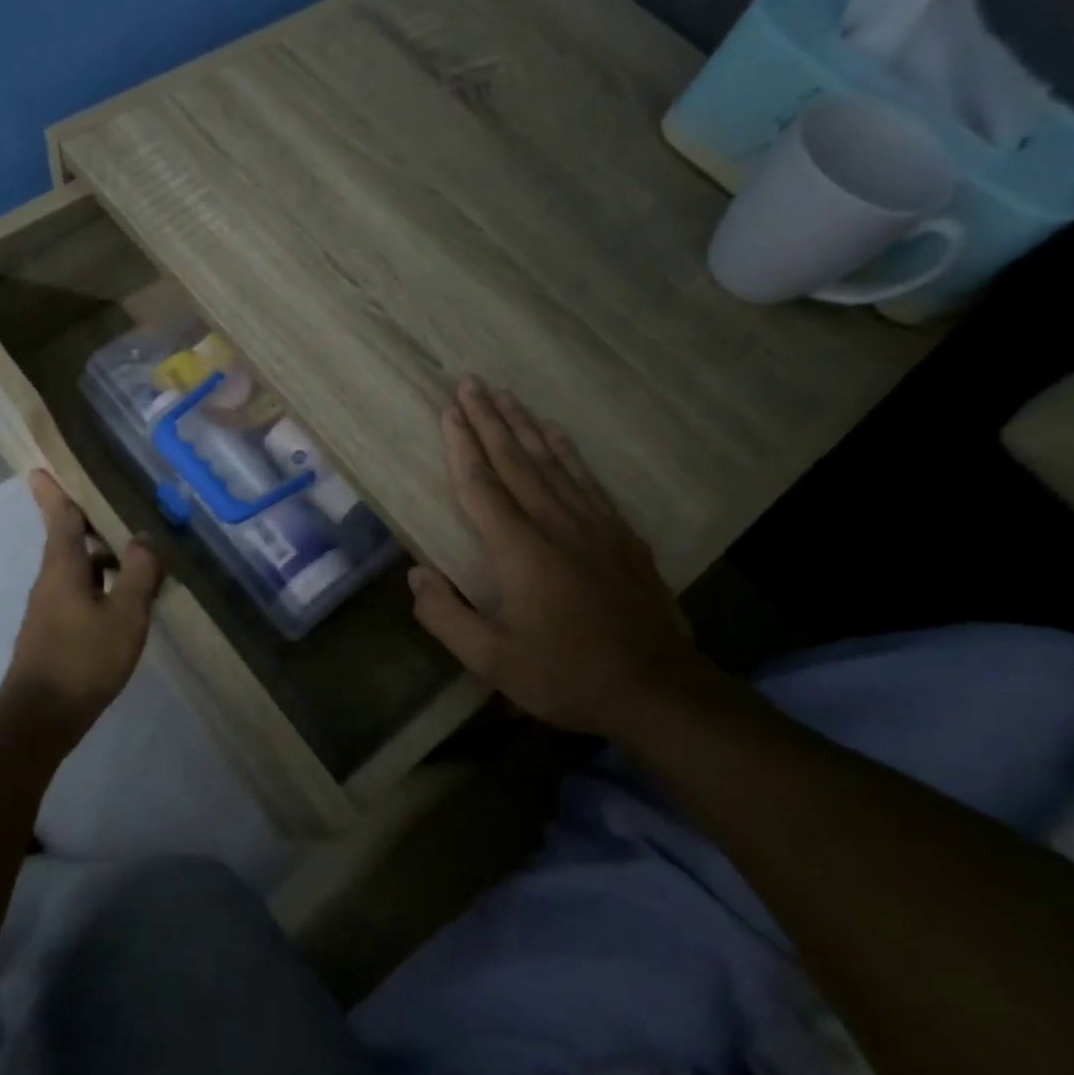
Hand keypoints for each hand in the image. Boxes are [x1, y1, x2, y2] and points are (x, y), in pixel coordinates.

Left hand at [0, 470, 163, 736]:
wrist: (41, 717)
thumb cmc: (83, 659)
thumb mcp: (124, 614)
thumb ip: (138, 573)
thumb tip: (144, 537)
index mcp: (63, 566)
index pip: (59, 516)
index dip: (53, 491)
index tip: (41, 467)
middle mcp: (51, 579)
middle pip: (69, 539)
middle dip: (92, 522)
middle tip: (123, 508)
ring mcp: (50, 607)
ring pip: (78, 568)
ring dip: (103, 557)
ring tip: (139, 556)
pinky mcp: (55, 630)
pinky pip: (80, 592)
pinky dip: (102, 584)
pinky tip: (127, 600)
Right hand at [408, 379, 706, 737]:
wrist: (657, 691)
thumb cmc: (565, 675)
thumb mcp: (491, 661)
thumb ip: (445, 617)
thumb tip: (415, 575)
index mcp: (520, 552)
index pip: (482, 487)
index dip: (462, 447)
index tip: (448, 411)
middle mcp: (556, 526)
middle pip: (516, 462)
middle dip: (489, 420)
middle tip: (470, 383)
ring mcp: (595, 527)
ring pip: (553, 463)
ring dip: (525, 426)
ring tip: (506, 395)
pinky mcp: (621, 536)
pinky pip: (588, 481)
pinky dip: (568, 452)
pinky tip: (557, 434)